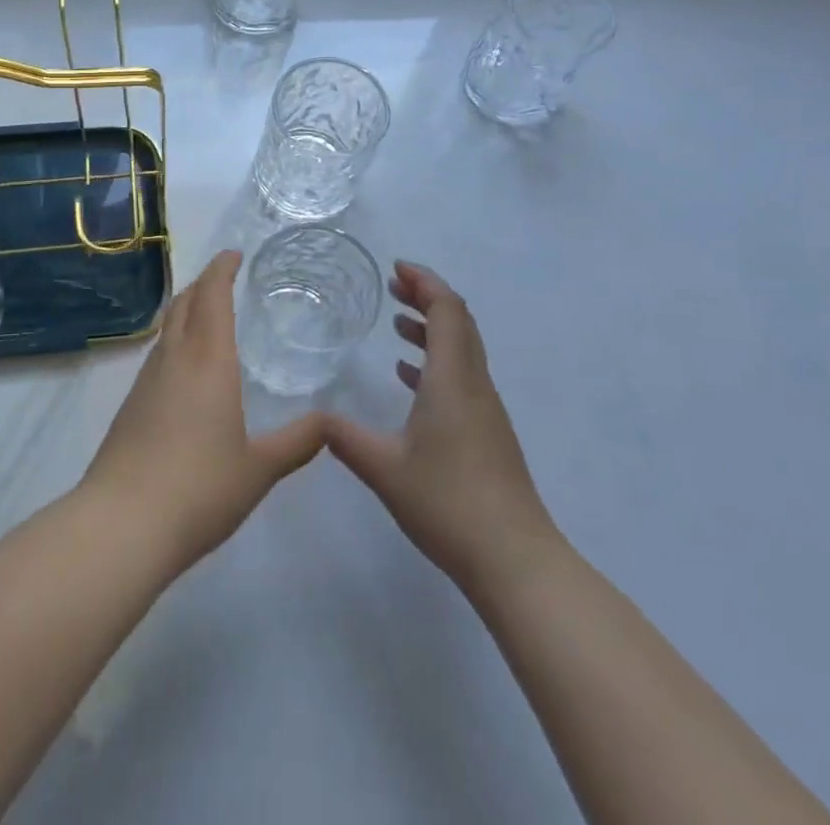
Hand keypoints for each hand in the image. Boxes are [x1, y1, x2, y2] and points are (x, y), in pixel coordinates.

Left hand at [81, 250, 325, 573]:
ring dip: (186, 308)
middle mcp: (174, 359)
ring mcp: (146, 380)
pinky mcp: (130, 404)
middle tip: (224, 276)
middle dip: (203, 282)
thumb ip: (297, 443)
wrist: (122, 523)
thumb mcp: (259, 469)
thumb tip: (330, 423)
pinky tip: (185, 366)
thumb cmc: (199, 489)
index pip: (212, 297)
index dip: (222, 269)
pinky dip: (174, 339)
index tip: (234, 254)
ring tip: (207, 313)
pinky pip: (157, 353)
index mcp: (208, 361)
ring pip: (167, 327)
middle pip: (184, 303)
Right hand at [325, 261, 559, 594]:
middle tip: (393, 287)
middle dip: (428, 297)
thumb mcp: (384, 469)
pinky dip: (437, 361)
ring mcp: (486, 410)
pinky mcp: (488, 433)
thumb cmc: (448, 503)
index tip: (396, 268)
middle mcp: (474, 385)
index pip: (447, 310)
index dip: (425, 282)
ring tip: (397, 325)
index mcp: (452, 380)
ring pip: (462, 350)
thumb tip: (314, 419)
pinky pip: (462, 376)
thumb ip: (344, 439)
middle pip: (459, 323)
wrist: (515, 560)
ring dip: (433, 329)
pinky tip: (410, 377)